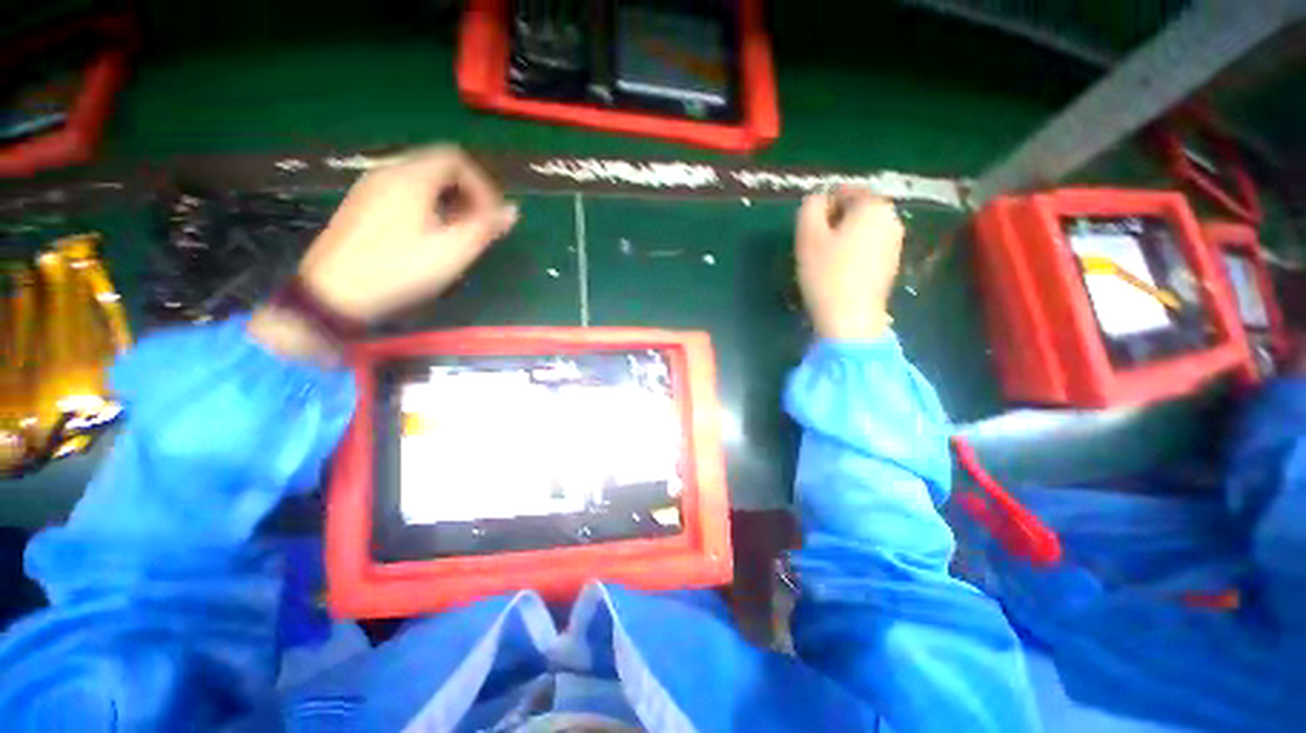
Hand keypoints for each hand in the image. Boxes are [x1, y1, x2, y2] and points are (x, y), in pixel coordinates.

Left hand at [296, 146, 517, 322]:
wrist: (333, 293)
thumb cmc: (400, 269)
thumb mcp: (452, 250)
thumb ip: (485, 226)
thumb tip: (513, 209)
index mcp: (410, 177)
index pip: (456, 159)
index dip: (482, 186)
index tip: (492, 217)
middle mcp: (388, 171)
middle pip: (438, 166)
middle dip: (467, 193)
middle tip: (479, 226)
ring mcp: (370, 187)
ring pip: (420, 180)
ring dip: (448, 201)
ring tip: (458, 233)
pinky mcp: (361, 205)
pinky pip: (403, 192)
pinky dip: (427, 205)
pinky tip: (429, 236)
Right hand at [795, 188, 903, 340]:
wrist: (850, 318)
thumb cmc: (826, 274)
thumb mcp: (808, 236)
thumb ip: (810, 207)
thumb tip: (818, 199)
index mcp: (873, 206)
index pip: (844, 191)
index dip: (822, 209)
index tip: (810, 233)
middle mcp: (891, 219)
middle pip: (856, 210)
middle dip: (834, 223)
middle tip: (815, 247)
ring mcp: (895, 243)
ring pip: (862, 230)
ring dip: (842, 239)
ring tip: (826, 262)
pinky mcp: (892, 264)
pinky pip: (868, 248)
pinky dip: (853, 253)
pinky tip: (840, 273)